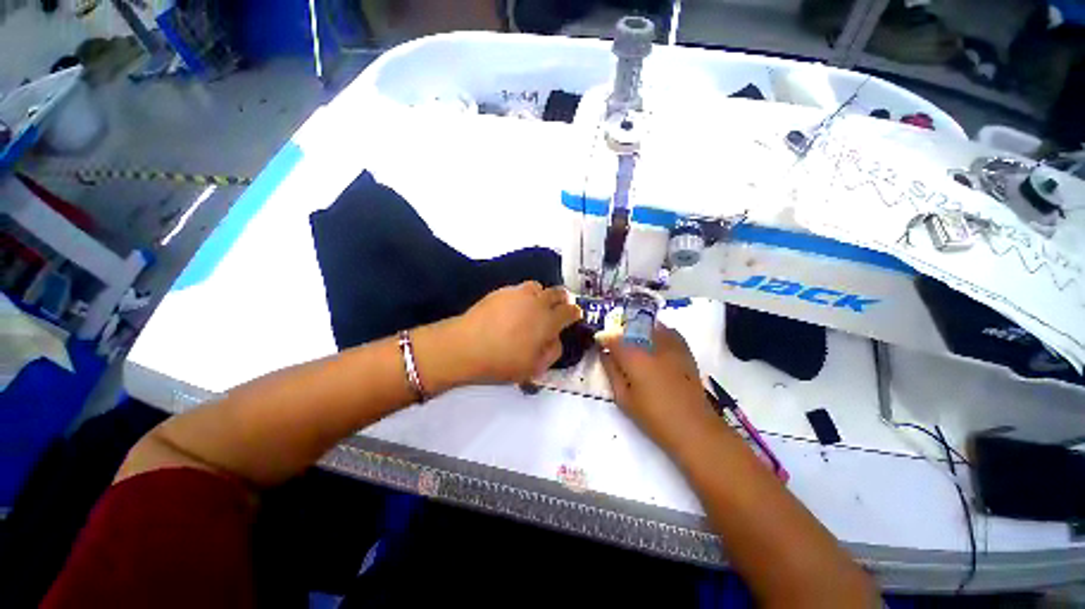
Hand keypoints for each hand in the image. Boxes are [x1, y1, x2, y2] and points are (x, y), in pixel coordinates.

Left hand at [454, 281, 581, 383]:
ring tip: (536, 305)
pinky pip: (519, 289)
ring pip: (538, 287)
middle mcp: (537, 302)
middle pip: (557, 293)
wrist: (466, 346)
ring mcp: (518, 294)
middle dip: (562, 300)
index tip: (575, 315)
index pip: (570, 311)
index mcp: (548, 321)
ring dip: (542, 295)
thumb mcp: (534, 367)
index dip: (575, 313)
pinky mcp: (501, 291)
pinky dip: (523, 295)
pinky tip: (515, 307)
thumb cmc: (502, 361)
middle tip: (559, 307)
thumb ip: (552, 351)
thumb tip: (556, 338)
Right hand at [597, 323, 719, 451]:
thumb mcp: (623, 397)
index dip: (604, 340)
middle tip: (616, 346)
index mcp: (633, 356)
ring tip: (635, 343)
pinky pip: (669, 332)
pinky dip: (659, 332)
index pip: (613, 339)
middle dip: (621, 334)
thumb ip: (612, 372)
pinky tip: (655, 343)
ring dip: (639, 331)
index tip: (600, 345)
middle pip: (631, 329)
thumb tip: (604, 354)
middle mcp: (650, 344)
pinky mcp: (685, 350)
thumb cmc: (653, 416)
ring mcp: (670, 345)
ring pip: (650, 327)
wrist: (692, 425)